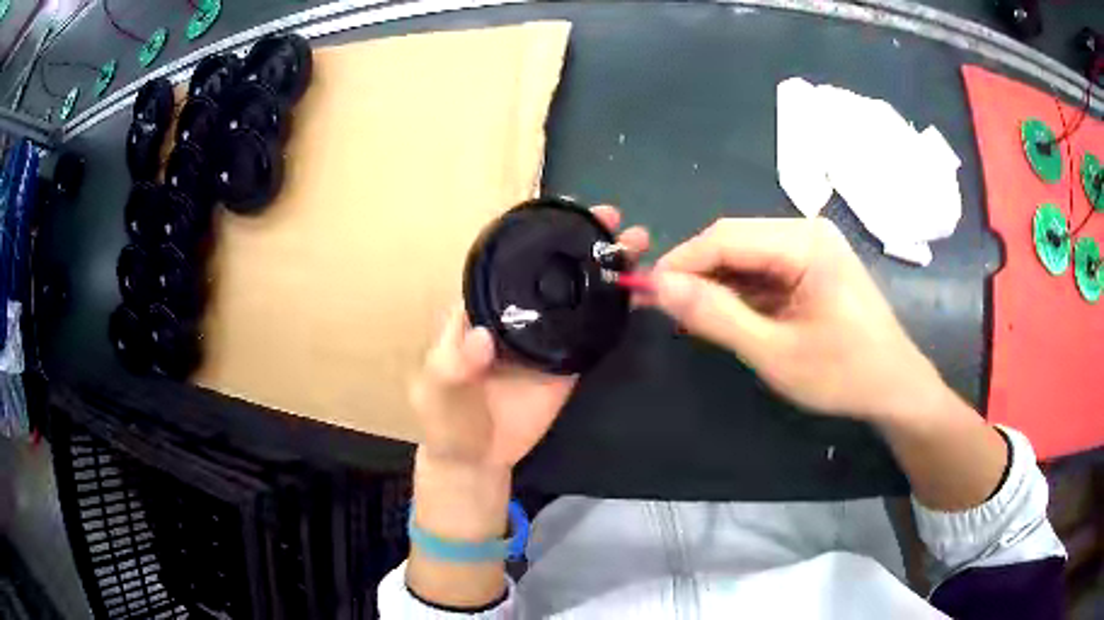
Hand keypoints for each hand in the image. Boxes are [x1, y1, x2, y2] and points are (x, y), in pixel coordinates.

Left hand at [410, 205, 649, 469]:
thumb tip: (483, 336)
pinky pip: (593, 330)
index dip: (537, 232)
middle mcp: (517, 311)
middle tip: (612, 218)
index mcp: (482, 306)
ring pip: (578, 292)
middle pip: (552, 267)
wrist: (479, 457)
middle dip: (581, 239)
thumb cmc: (448, 419)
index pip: (509, 258)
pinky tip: (640, 291)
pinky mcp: (568, 360)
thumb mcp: (439, 391)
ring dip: (606, 267)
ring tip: (637, 243)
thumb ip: (456, 365)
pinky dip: (616, 310)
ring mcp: (546, 334)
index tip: (566, 209)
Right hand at [650, 217, 942, 421]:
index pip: (725, 237)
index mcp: (805, 242)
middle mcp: (807, 231)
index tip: (644, 292)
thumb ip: (717, 316)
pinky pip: (764, 269)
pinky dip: (740, 292)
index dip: (681, 262)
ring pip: (746, 255)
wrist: (894, 387)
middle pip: (735, 241)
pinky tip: (727, 315)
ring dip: (717, 284)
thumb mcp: (775, 351)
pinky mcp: (812, 265)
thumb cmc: (843, 373)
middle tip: (663, 309)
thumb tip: (659, 285)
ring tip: (690, 317)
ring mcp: (812, 247)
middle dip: (697, 274)